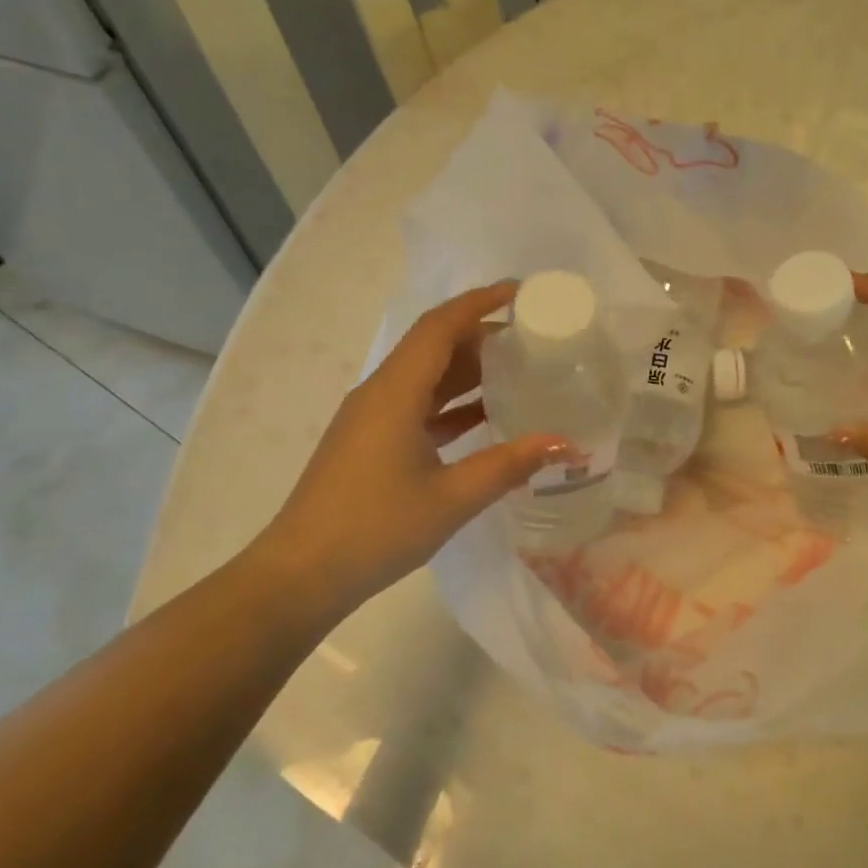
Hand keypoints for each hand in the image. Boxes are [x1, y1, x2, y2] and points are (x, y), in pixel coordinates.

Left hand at [247, 282, 564, 622]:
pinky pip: (417, 405)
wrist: (301, 575)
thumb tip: (565, 444)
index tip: (520, 293)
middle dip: (481, 335)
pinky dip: (452, 403)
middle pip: (433, 346)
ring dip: (467, 370)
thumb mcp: (452, 498)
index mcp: (395, 392)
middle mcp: (380, 393)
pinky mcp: (370, 442)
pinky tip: (485, 417)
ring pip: (425, 377)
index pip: (440, 327)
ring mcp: (371, 418)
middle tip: (531, 339)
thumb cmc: (376, 529)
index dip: (479, 302)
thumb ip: (509, 465)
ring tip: (517, 371)